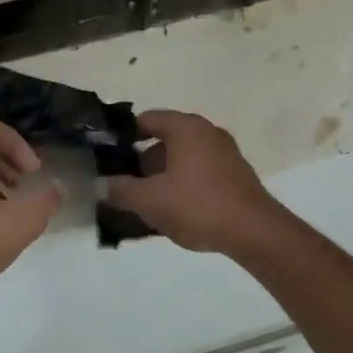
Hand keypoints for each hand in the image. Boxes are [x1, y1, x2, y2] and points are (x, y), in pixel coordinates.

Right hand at [103, 110, 283, 255]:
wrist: (254, 232)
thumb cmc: (198, 205)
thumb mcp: (150, 200)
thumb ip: (120, 190)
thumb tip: (99, 185)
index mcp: (186, 127)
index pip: (146, 119)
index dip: (123, 136)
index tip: (107, 157)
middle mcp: (207, 132)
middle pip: (164, 141)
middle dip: (141, 163)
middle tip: (123, 186)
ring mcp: (224, 153)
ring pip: (182, 159)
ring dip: (162, 178)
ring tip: (145, 204)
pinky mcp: (235, 175)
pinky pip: (199, 173)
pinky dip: (182, 185)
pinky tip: (173, 212)